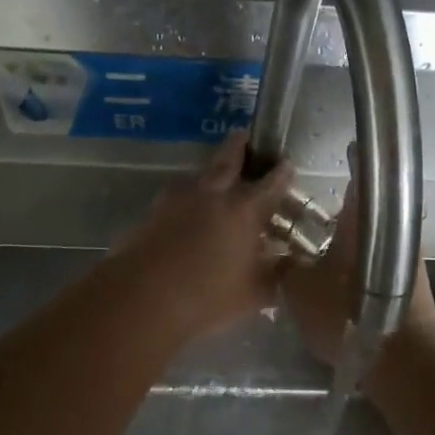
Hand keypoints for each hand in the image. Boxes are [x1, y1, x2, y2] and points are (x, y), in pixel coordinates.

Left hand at [107, 131, 297, 343]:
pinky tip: (188, 212)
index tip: (287, 163)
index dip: (281, 173)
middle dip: (239, 147)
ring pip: (199, 177)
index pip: (270, 184)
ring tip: (216, 180)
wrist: (143, 298)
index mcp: (244, 210)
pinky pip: (177, 197)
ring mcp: (178, 200)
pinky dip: (188, 198)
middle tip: (245, 136)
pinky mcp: (153, 213)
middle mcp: (213, 195)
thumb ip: (276, 275)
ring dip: (210, 175)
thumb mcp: (254, 293)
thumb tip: (291, 265)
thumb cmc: (207, 296)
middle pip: (228, 161)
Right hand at [281, 147, 434, 365]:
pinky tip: (343, 280)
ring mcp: (408, 258)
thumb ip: (286, 267)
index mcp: (365, 219)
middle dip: (347, 208)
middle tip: (318, 214)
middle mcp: (393, 229)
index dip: (355, 160)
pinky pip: (382, 263)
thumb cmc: (346, 312)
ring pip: (376, 238)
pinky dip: (363, 265)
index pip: (363, 176)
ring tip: (325, 250)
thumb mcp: (298, 289)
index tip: (349, 148)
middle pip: (369, 209)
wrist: (400, 358)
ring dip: (355, 240)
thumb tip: (279, 255)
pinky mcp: (412, 284)